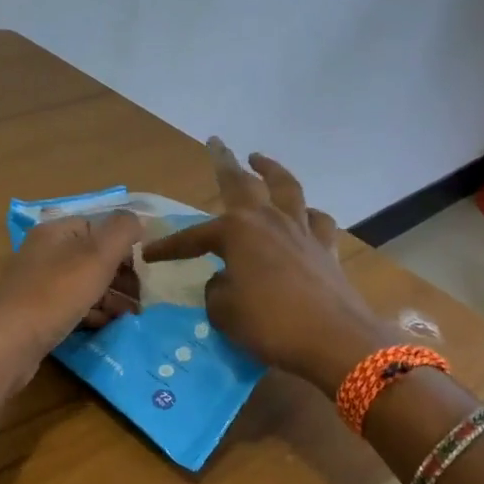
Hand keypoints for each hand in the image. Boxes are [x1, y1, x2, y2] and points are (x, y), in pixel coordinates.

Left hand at [0, 210, 143, 378]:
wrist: (10, 342)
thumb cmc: (57, 293)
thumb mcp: (97, 255)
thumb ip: (122, 231)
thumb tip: (139, 219)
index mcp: (55, 231)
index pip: (98, 227)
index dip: (124, 245)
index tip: (145, 268)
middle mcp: (45, 252)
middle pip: (93, 257)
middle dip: (121, 276)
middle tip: (142, 297)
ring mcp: (38, 284)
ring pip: (85, 284)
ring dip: (111, 297)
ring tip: (131, 315)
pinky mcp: (37, 312)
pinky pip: (72, 306)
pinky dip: (93, 313)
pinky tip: (107, 325)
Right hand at [142, 140, 400, 394]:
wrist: (335, 340)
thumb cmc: (270, 324)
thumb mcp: (224, 312)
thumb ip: (216, 290)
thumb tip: (224, 280)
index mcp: (238, 232)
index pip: (195, 235)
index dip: (170, 247)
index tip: (149, 255)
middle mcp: (270, 221)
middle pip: (245, 183)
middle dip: (225, 162)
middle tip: (216, 142)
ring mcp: (302, 232)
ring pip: (286, 189)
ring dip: (271, 170)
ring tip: (259, 160)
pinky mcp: (327, 249)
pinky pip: (317, 221)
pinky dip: (307, 213)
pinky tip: (304, 215)